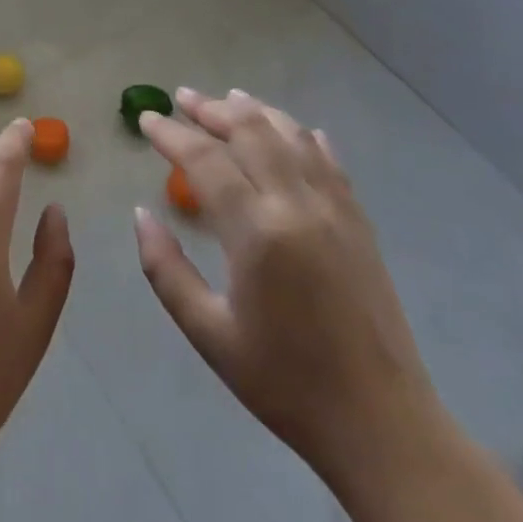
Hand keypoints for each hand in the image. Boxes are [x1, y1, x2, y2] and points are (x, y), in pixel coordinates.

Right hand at [134, 89, 445, 491]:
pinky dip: (303, 136)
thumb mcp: (207, 332)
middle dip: (211, 109)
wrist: (380, 423)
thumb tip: (142, 214)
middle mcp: (298, 206)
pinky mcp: (360, 223)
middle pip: (251, 133)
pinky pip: (329, 162)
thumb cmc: (283, 382)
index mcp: (257, 232)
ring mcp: (336, 210)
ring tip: (228, 99)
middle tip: (181, 98)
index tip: (146, 119)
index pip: (205, 160)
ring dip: (256, 112)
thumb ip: (166, 268)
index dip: (172, 134)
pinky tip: (293, 131)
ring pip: (292, 137)